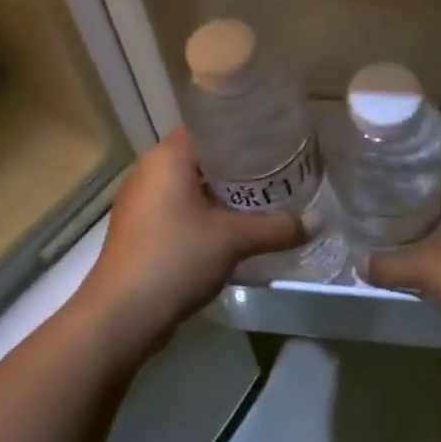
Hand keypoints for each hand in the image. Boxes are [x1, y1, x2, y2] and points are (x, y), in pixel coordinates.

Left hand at [79, 126, 301, 355]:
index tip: (273, 134)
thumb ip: (278, 227)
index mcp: (167, 157)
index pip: (208, 124)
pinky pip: (181, 207)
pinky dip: (206, 211)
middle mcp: (150, 171)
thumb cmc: (175, 258)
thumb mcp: (234, 240)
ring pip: (191, 184)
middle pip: (202, 155)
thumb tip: (319, 221)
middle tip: (278, 166)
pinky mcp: (142, 229)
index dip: (241, 127)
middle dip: (239, 163)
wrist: (121, 317)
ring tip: (263, 195)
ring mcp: (142, 202)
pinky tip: (234, 226)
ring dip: (223, 190)